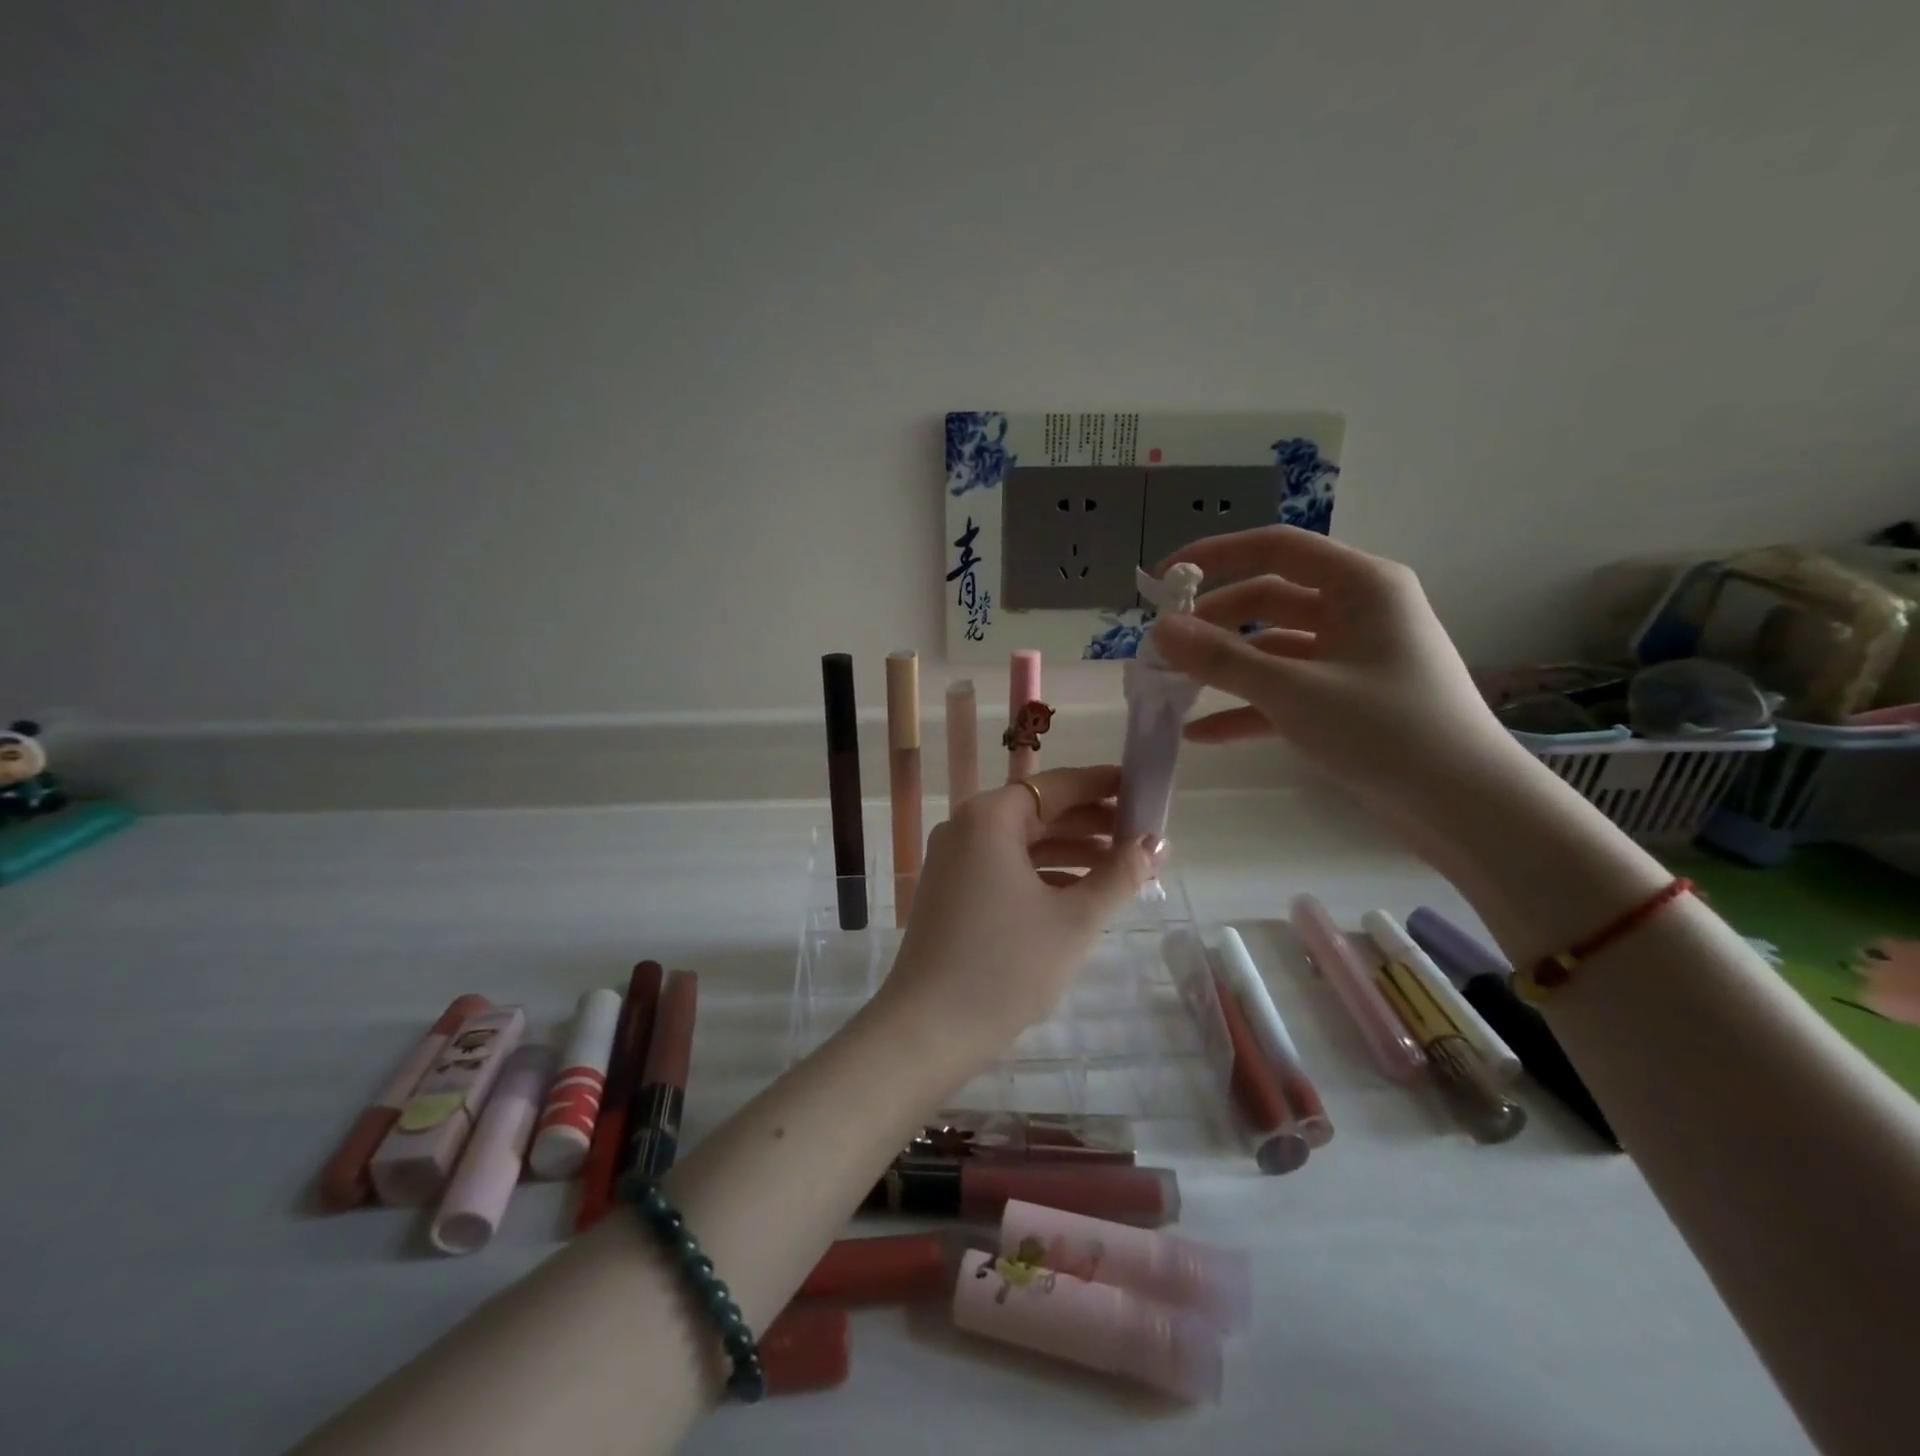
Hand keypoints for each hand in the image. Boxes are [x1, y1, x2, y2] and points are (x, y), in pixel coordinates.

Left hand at [881, 766, 1158, 1051]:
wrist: (928, 1030)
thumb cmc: (1006, 966)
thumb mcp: (1074, 919)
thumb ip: (1119, 875)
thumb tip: (1155, 843)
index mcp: (989, 817)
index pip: (1057, 785)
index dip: (1103, 785)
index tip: (1143, 789)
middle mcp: (966, 826)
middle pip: (1039, 811)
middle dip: (1092, 823)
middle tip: (1142, 837)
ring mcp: (953, 859)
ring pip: (1023, 842)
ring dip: (1071, 851)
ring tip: (1122, 868)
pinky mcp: (951, 890)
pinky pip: (1005, 866)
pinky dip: (1043, 873)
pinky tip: (1080, 893)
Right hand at [1146, 526, 1528, 842]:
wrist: (1464, 807)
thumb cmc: (1385, 730)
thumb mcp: (1293, 691)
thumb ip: (1222, 659)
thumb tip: (1159, 629)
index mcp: (1360, 586)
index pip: (1276, 548)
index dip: (1215, 556)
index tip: (1163, 581)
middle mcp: (1357, 611)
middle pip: (1268, 600)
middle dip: (1213, 623)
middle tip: (1163, 649)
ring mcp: (1351, 658)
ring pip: (1272, 648)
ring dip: (1224, 668)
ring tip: (1173, 689)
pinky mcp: (1345, 700)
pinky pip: (1285, 691)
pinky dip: (1246, 707)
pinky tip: (1201, 733)